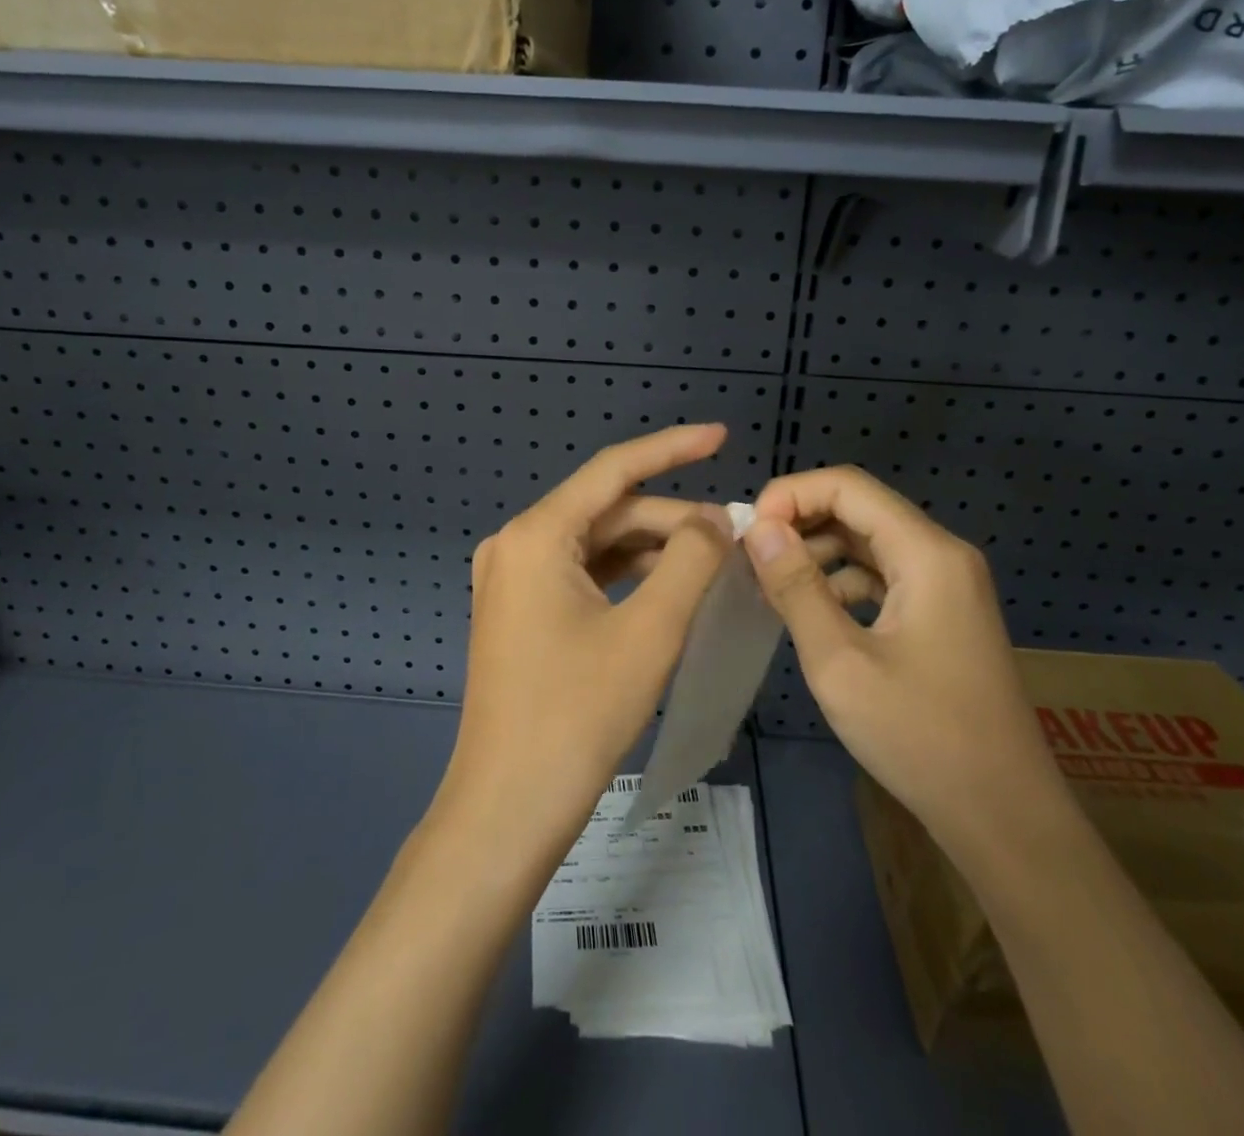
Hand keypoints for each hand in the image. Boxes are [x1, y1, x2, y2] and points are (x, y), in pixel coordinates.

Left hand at [433, 424, 734, 855]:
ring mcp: (512, 581)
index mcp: (536, 535)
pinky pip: (582, 575)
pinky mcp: (520, 612)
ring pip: (597, 545)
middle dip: (672, 519)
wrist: (509, 807)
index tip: (721, 436)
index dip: (671, 448)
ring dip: (653, 549)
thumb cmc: (578, 714)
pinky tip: (671, 587)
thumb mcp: (650, 631)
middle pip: (607, 512)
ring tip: (714, 560)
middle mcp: (515, 545)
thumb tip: (715, 519)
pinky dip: (627, 576)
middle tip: (735, 536)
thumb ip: (690, 560)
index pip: (614, 471)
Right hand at [741, 466, 1065, 855]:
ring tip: (770, 582)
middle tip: (749, 556)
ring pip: (869, 541)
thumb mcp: (840, 662)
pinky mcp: (942, 614)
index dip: (791, 495)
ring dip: (817, 551)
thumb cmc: (920, 737)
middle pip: (860, 508)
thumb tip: (758, 527)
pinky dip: (841, 581)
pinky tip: (810, 610)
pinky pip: (883, 575)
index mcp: (927, 554)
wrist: (1004, 817)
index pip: (848, 487)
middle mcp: (942, 555)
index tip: (748, 532)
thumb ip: (796, 587)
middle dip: (800, 522)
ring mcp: (947, 585)